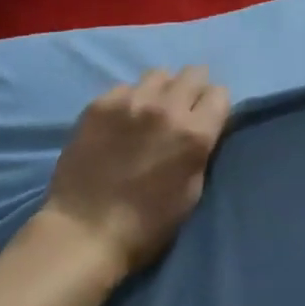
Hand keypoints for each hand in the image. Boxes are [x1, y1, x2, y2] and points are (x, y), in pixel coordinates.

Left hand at [42, 66, 231, 277]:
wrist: (84, 232)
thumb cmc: (146, 225)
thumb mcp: (192, 192)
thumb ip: (201, 149)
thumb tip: (201, 127)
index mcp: (194, 133)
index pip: (220, 93)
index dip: (214, 106)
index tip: (207, 118)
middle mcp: (166, 108)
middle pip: (193, 73)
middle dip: (193, 89)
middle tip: (182, 109)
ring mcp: (130, 101)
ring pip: (159, 74)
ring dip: (162, 89)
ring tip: (150, 110)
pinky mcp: (100, 103)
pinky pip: (125, 88)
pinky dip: (130, 99)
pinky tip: (120, 121)